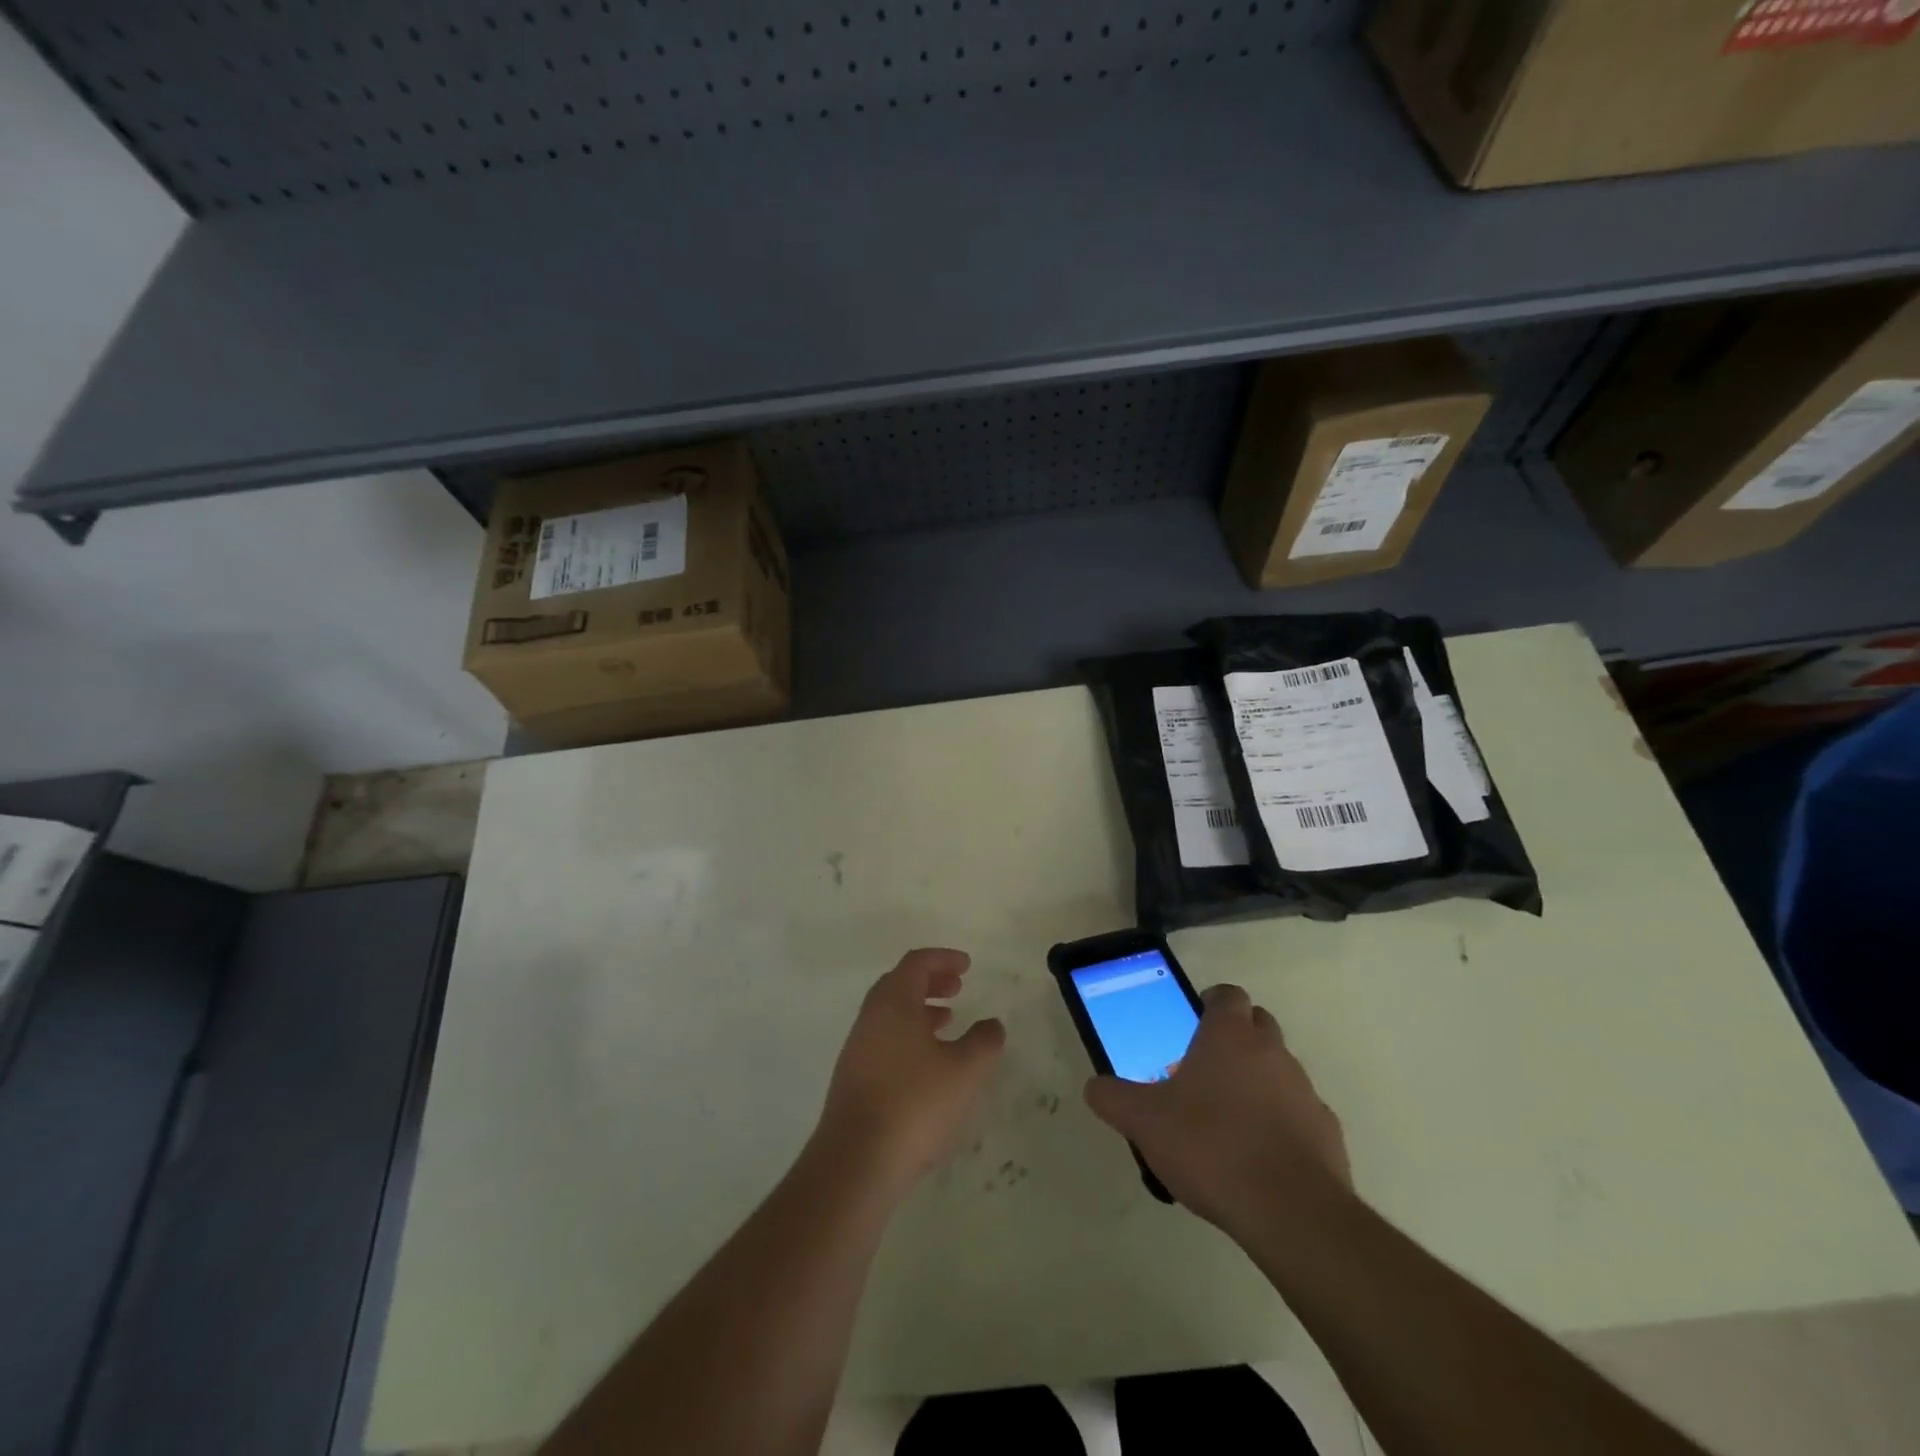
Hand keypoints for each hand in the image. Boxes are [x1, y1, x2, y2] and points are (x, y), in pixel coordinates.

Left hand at [815, 948, 1005, 1197]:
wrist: (856, 1162)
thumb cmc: (915, 1103)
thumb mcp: (965, 1071)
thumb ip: (984, 1042)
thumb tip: (992, 1025)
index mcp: (893, 1002)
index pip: (916, 963)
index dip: (943, 959)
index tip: (966, 965)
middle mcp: (870, 1017)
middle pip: (899, 984)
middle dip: (930, 981)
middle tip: (957, 988)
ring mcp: (857, 1049)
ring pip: (890, 1014)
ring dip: (919, 1010)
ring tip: (947, 1022)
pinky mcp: (853, 1079)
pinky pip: (884, 1040)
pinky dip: (908, 1036)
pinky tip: (927, 1064)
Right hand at [1084, 983, 1349, 1233]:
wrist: (1290, 1212)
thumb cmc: (1210, 1146)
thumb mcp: (1144, 1122)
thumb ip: (1113, 1098)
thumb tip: (1095, 1088)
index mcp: (1229, 1035)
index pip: (1227, 995)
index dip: (1211, 1004)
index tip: (1192, 1024)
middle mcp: (1272, 1051)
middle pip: (1258, 1025)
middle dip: (1235, 1039)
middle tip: (1204, 1071)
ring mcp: (1305, 1091)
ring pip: (1279, 1070)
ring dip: (1257, 1082)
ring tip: (1227, 1121)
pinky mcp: (1327, 1132)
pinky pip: (1299, 1114)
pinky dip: (1281, 1123)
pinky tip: (1258, 1157)